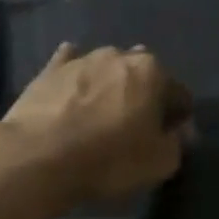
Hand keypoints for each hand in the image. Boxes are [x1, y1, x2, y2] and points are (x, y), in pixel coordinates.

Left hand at [2, 43, 191, 201]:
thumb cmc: (109, 159)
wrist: (38, 156)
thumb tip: (176, 131)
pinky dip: (77, 77)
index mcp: (153, 72)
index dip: (177, 120)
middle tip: (135, 127)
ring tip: (102, 116)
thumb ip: (177, 143)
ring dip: (111, 88)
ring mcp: (82, 59)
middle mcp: (120, 55)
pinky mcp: (49, 70)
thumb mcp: (160, 163)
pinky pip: (70, 67)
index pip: (179, 95)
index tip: (168, 139)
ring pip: (107, 71)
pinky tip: (73, 91)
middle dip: (144, 97)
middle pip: (143, 76)